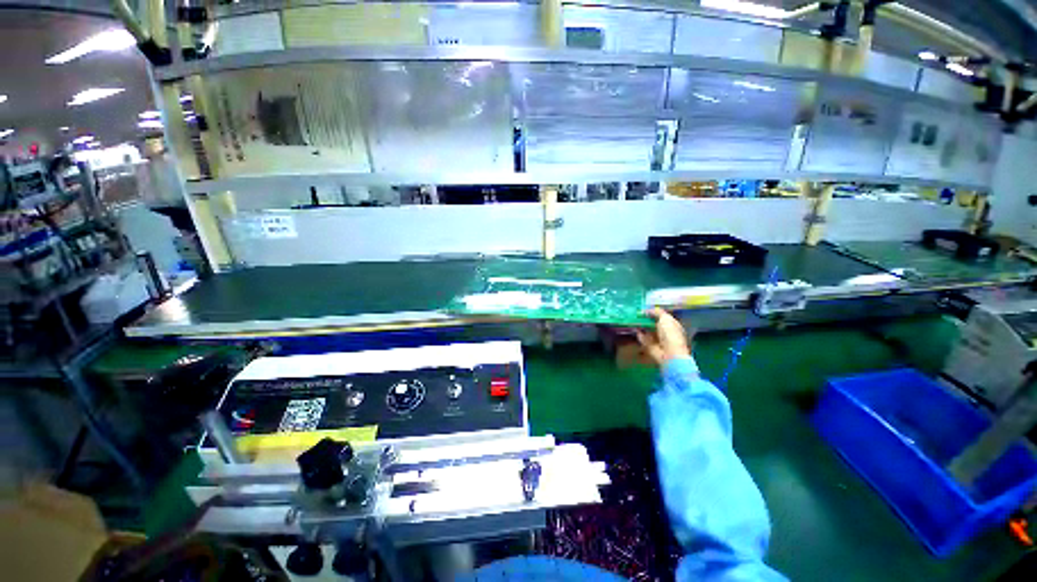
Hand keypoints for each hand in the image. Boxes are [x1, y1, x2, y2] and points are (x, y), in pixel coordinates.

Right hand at [636, 308, 691, 364]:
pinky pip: (643, 338)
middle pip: (654, 323)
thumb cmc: (670, 334)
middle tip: (637, 313)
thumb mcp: (665, 318)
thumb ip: (656, 312)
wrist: (669, 353)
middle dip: (646, 319)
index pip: (663, 317)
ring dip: (641, 326)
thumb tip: (646, 310)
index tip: (645, 308)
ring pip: (648, 330)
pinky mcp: (650, 346)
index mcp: (673, 325)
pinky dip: (638, 334)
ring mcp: (657, 340)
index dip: (655, 313)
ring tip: (633, 319)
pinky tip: (634, 328)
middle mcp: (665, 332)